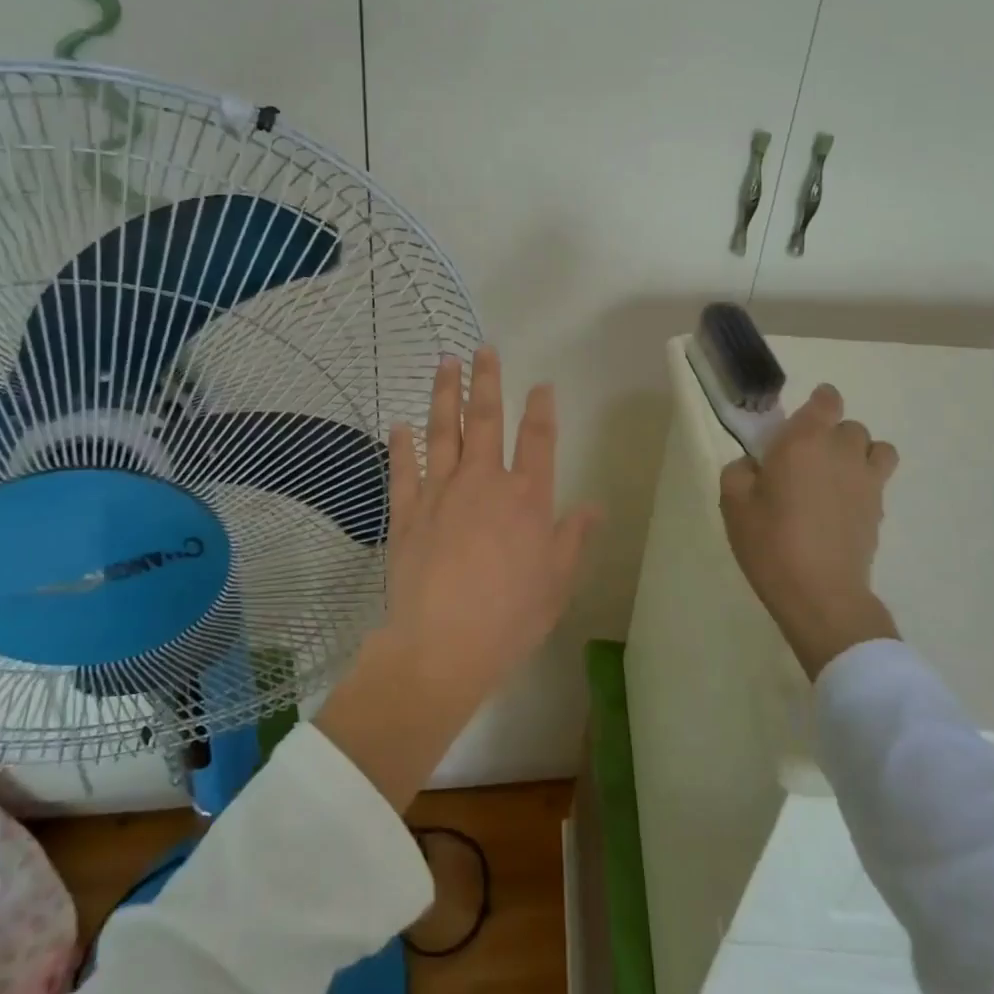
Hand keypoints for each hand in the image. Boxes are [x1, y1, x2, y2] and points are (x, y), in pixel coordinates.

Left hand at [316, 347, 599, 807]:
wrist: (442, 645)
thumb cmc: (509, 618)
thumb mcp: (556, 583)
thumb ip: (572, 538)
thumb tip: (594, 507)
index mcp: (527, 498)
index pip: (538, 440)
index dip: (541, 409)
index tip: (541, 384)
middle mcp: (484, 482)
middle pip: (485, 420)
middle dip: (486, 381)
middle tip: (483, 349)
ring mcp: (440, 492)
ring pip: (442, 431)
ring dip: (444, 394)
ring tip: (445, 362)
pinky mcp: (406, 510)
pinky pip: (403, 469)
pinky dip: (401, 445)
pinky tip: (399, 424)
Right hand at [719, 382, 901, 679]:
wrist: (819, 593)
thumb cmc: (769, 542)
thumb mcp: (733, 502)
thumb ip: (740, 471)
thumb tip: (755, 465)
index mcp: (803, 442)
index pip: (826, 401)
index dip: (818, 402)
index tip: (802, 418)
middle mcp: (841, 452)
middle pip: (849, 426)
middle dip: (830, 434)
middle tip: (805, 458)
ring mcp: (867, 482)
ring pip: (877, 448)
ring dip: (858, 453)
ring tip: (835, 476)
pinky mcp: (879, 510)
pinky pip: (879, 479)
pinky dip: (864, 482)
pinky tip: (841, 505)